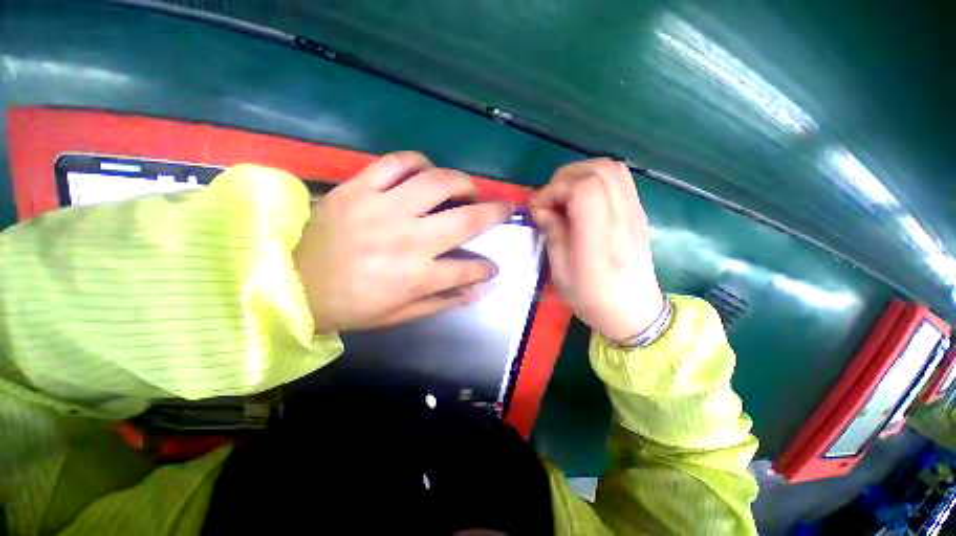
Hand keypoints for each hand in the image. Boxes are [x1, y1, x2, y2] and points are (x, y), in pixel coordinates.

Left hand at [294, 152, 510, 331]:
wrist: (289, 282)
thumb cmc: (349, 305)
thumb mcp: (399, 315)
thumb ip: (442, 301)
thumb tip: (478, 290)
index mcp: (417, 276)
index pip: (469, 269)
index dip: (486, 268)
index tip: (492, 267)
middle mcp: (409, 239)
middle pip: (466, 220)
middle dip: (496, 213)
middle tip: (506, 208)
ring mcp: (384, 208)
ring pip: (439, 183)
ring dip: (464, 183)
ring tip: (469, 189)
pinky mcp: (360, 187)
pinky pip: (398, 162)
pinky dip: (419, 162)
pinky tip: (426, 172)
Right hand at [531, 159, 663, 341]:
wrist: (635, 312)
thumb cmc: (593, 298)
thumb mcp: (562, 273)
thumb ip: (553, 234)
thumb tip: (542, 209)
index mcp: (600, 238)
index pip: (584, 188)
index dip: (555, 189)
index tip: (539, 208)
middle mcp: (622, 217)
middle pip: (599, 169)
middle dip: (565, 177)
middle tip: (550, 199)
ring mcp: (635, 212)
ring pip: (612, 168)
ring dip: (582, 174)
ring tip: (565, 197)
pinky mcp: (639, 212)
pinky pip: (619, 180)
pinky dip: (596, 180)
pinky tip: (583, 201)